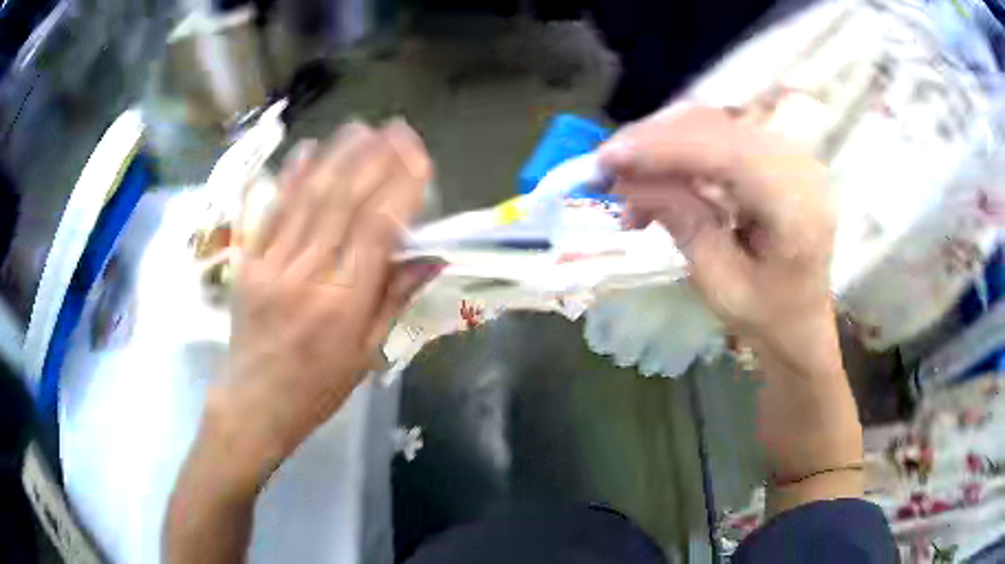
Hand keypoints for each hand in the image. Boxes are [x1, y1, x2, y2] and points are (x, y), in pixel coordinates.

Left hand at [207, 120, 437, 488]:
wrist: (254, 403)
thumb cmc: (316, 388)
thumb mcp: (364, 354)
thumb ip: (394, 299)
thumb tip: (430, 257)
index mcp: (343, 304)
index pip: (377, 229)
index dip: (401, 186)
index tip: (419, 156)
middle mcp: (307, 276)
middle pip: (343, 203)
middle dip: (373, 159)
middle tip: (396, 128)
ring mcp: (271, 265)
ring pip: (307, 199)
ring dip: (336, 157)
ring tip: (360, 127)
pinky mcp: (248, 263)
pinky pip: (270, 212)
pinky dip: (289, 178)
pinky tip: (306, 150)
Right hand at [599, 107, 862, 510]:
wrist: (808, 352)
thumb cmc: (771, 334)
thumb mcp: (723, 287)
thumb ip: (686, 222)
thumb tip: (639, 183)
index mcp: (799, 208)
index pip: (726, 150)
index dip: (663, 146)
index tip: (611, 158)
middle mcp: (806, 173)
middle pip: (724, 128)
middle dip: (661, 139)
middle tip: (613, 163)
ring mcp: (799, 168)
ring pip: (727, 129)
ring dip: (675, 145)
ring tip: (635, 173)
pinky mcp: (787, 174)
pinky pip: (733, 144)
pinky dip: (693, 152)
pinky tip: (668, 174)